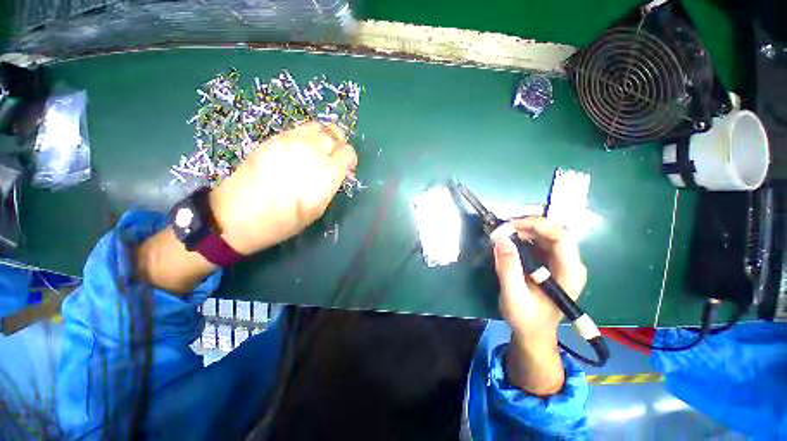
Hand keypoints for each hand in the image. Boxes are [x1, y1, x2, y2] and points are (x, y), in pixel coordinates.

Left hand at [210, 122, 356, 254]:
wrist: (238, 215)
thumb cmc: (283, 221)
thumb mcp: (317, 210)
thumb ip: (331, 186)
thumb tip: (339, 173)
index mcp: (325, 174)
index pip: (348, 152)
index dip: (350, 159)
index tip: (347, 169)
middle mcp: (311, 152)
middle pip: (335, 135)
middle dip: (339, 145)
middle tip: (335, 158)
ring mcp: (290, 142)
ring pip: (318, 126)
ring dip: (324, 136)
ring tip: (320, 150)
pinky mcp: (273, 139)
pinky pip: (299, 129)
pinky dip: (308, 136)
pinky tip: (302, 149)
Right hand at [492, 217, 586, 394]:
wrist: (534, 332)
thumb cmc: (526, 318)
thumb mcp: (513, 295)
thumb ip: (508, 267)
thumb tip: (501, 237)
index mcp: (569, 272)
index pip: (560, 236)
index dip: (535, 225)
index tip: (508, 226)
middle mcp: (571, 264)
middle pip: (553, 232)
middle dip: (526, 226)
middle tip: (502, 230)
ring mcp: (562, 263)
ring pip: (546, 235)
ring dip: (524, 230)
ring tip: (503, 234)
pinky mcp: (552, 263)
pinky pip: (540, 242)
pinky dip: (523, 237)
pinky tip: (510, 242)